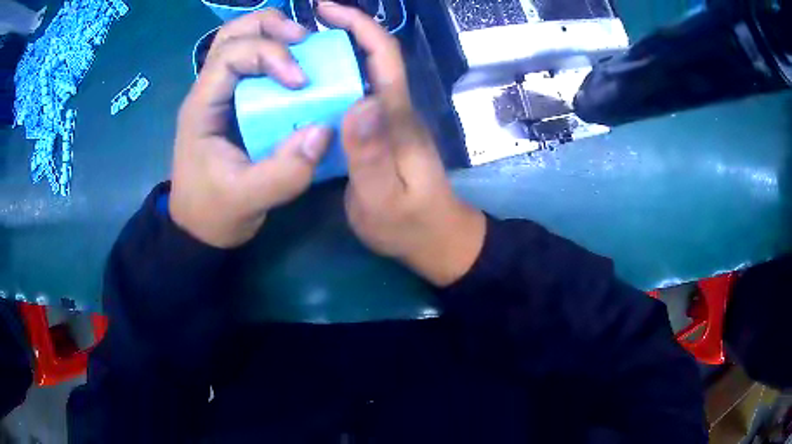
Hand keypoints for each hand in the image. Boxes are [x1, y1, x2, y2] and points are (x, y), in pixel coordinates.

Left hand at [170, 10, 331, 248]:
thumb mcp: (249, 200)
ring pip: (239, 39)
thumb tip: (324, 130)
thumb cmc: (215, 212)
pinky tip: (297, 63)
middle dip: (271, 27)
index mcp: (202, 107)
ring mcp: (219, 93)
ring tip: (303, 45)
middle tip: (306, 41)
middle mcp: (208, 90)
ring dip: (272, 32)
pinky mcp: (232, 101)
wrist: (199, 227)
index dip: (270, 55)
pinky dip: (274, 49)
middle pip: (232, 33)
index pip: (230, 55)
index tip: (301, 81)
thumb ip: (285, 172)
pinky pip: (250, 59)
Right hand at [318, 2, 486, 285]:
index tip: (327, 8)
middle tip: (298, 31)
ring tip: (293, 56)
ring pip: (362, 75)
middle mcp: (394, 110)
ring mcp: (388, 122)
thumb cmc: (411, 225)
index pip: (383, 56)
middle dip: (342, 32)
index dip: (359, 25)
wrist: (436, 241)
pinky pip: (354, 97)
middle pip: (372, 58)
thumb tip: (361, 100)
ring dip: (334, 56)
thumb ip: (370, 154)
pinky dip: (332, 84)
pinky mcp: (380, 135)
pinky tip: (307, 90)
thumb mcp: (383, 198)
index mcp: (397, 116)